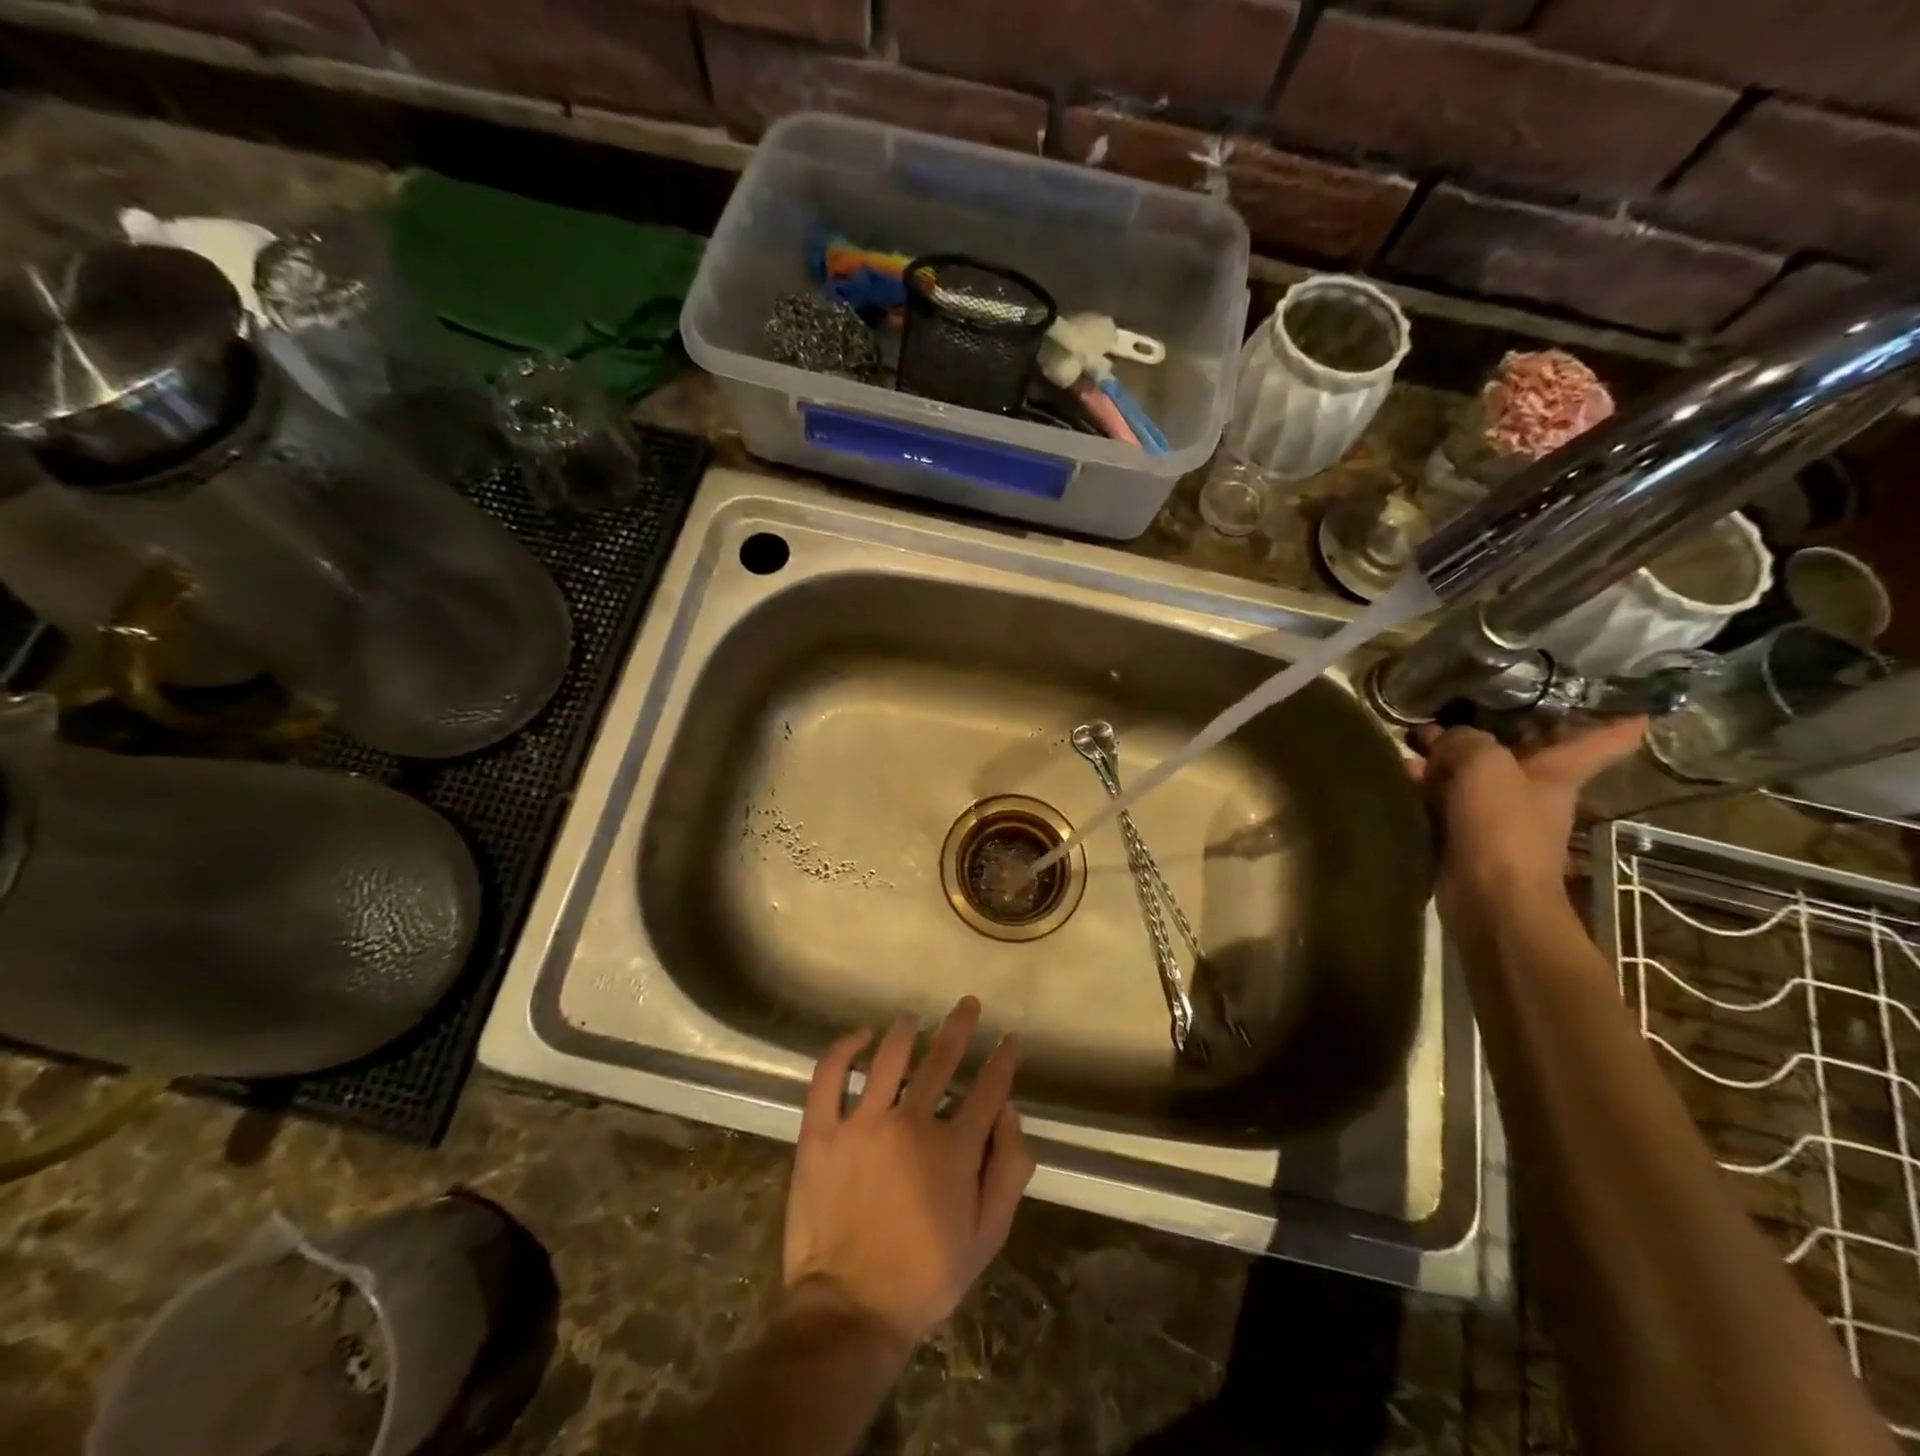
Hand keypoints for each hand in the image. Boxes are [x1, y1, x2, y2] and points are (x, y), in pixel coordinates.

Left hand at [782, 996, 1034, 1352]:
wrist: (849, 1310)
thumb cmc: (924, 1277)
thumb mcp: (987, 1238)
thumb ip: (1008, 1171)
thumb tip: (1009, 1112)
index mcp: (953, 1149)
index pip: (987, 1089)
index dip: (1002, 1060)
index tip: (1008, 1039)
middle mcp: (911, 1123)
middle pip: (942, 1059)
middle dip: (960, 1027)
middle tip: (968, 1004)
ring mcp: (862, 1123)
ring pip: (888, 1057)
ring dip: (905, 1030)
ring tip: (912, 1018)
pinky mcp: (822, 1132)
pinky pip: (829, 1076)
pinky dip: (843, 1049)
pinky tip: (858, 1036)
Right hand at [1410, 719, 1647, 903]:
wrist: (1488, 897)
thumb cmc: (1502, 827)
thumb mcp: (1485, 766)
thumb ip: (1465, 741)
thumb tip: (1444, 740)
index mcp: (1559, 771)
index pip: (1606, 739)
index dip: (1620, 716)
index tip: (1638, 699)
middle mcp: (1534, 789)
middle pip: (1523, 748)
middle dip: (1494, 724)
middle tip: (1462, 699)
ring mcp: (1499, 813)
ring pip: (1475, 771)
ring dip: (1447, 754)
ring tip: (1412, 735)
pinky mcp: (1467, 833)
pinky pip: (1447, 797)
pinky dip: (1427, 783)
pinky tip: (1402, 771)